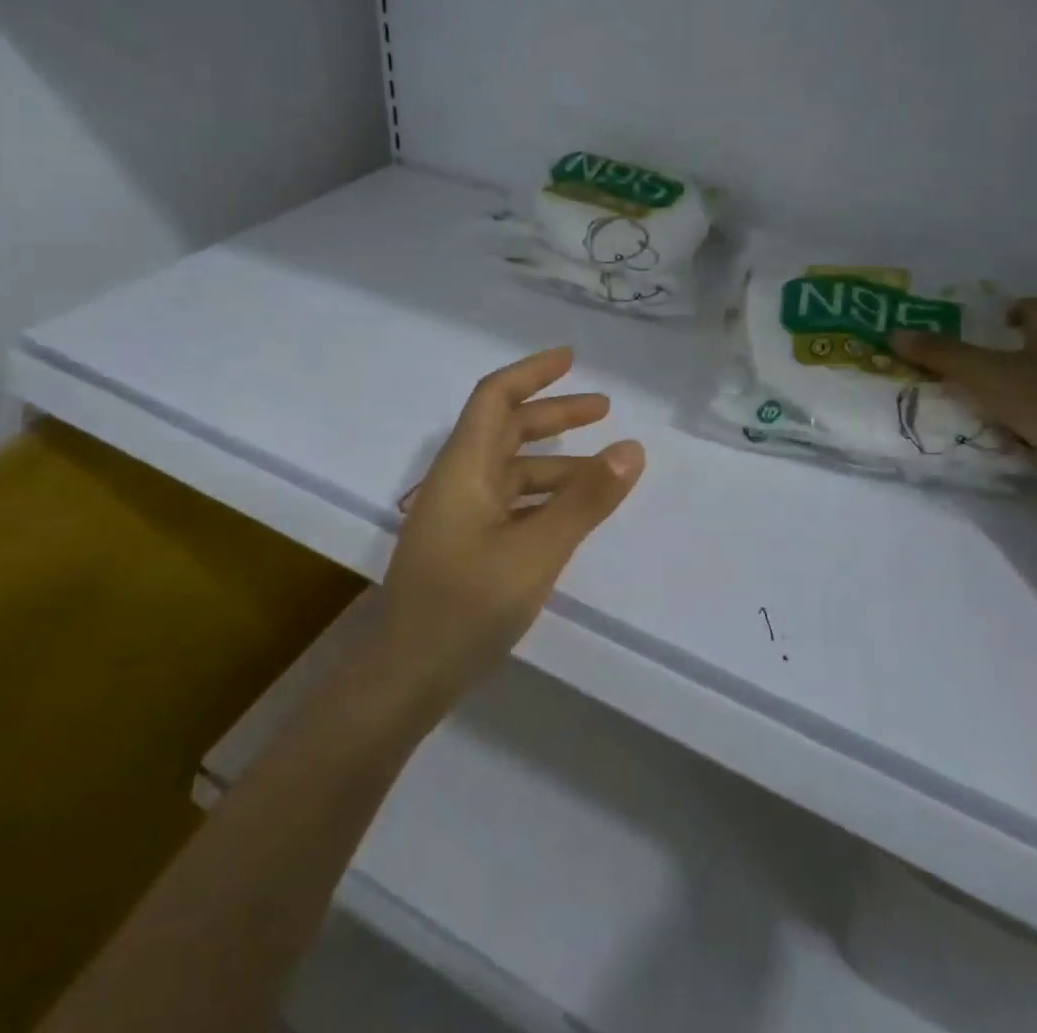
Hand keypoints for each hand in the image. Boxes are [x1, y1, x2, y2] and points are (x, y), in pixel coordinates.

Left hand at [375, 347, 644, 706]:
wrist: (405, 678)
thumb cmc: (466, 606)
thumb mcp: (536, 550)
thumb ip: (584, 500)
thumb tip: (631, 447)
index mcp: (464, 467)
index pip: (495, 397)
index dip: (533, 372)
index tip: (572, 358)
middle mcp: (458, 481)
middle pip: (506, 428)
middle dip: (555, 415)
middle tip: (604, 410)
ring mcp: (458, 515)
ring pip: (512, 469)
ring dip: (556, 462)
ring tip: (606, 469)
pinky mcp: (463, 545)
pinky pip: (510, 502)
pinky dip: (543, 497)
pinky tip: (571, 514)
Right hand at [892, 300, 1036, 509]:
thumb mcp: (983, 374)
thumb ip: (940, 353)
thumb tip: (895, 333)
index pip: (1033, 308)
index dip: (1007, 310)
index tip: (981, 323)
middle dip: (1003, 354)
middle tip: (962, 365)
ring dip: (1013, 391)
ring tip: (973, 403)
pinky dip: (1027, 424)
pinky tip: (1001, 437)